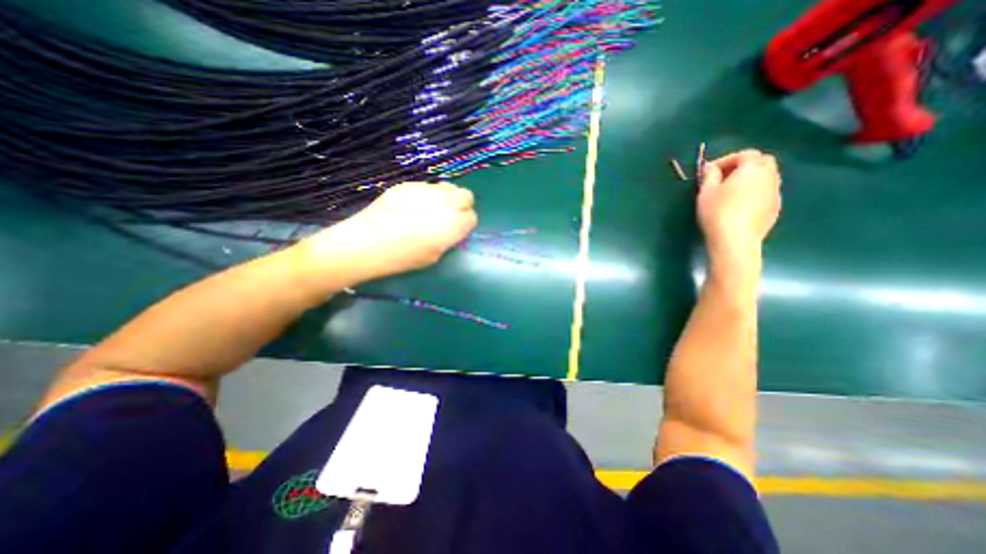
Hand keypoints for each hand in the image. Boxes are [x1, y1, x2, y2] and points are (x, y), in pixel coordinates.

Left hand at [291, 182, 477, 286]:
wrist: (364, 244)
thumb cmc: (402, 258)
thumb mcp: (434, 255)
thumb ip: (449, 238)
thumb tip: (454, 228)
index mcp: (453, 224)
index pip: (472, 217)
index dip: (466, 225)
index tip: (457, 232)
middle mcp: (444, 202)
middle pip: (466, 195)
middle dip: (462, 206)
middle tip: (449, 217)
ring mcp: (425, 190)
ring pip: (448, 186)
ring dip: (446, 198)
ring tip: (432, 210)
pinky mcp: (407, 185)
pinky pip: (427, 187)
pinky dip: (427, 196)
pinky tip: (412, 207)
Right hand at [697, 149, 782, 265]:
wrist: (735, 240)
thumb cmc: (717, 213)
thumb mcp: (705, 192)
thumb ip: (709, 176)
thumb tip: (710, 168)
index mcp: (752, 168)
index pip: (744, 154)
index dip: (726, 159)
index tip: (709, 171)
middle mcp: (769, 176)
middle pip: (761, 162)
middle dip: (743, 166)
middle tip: (723, 178)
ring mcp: (775, 192)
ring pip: (766, 177)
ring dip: (750, 179)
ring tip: (730, 192)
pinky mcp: (775, 207)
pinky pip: (766, 192)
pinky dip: (754, 192)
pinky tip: (739, 205)